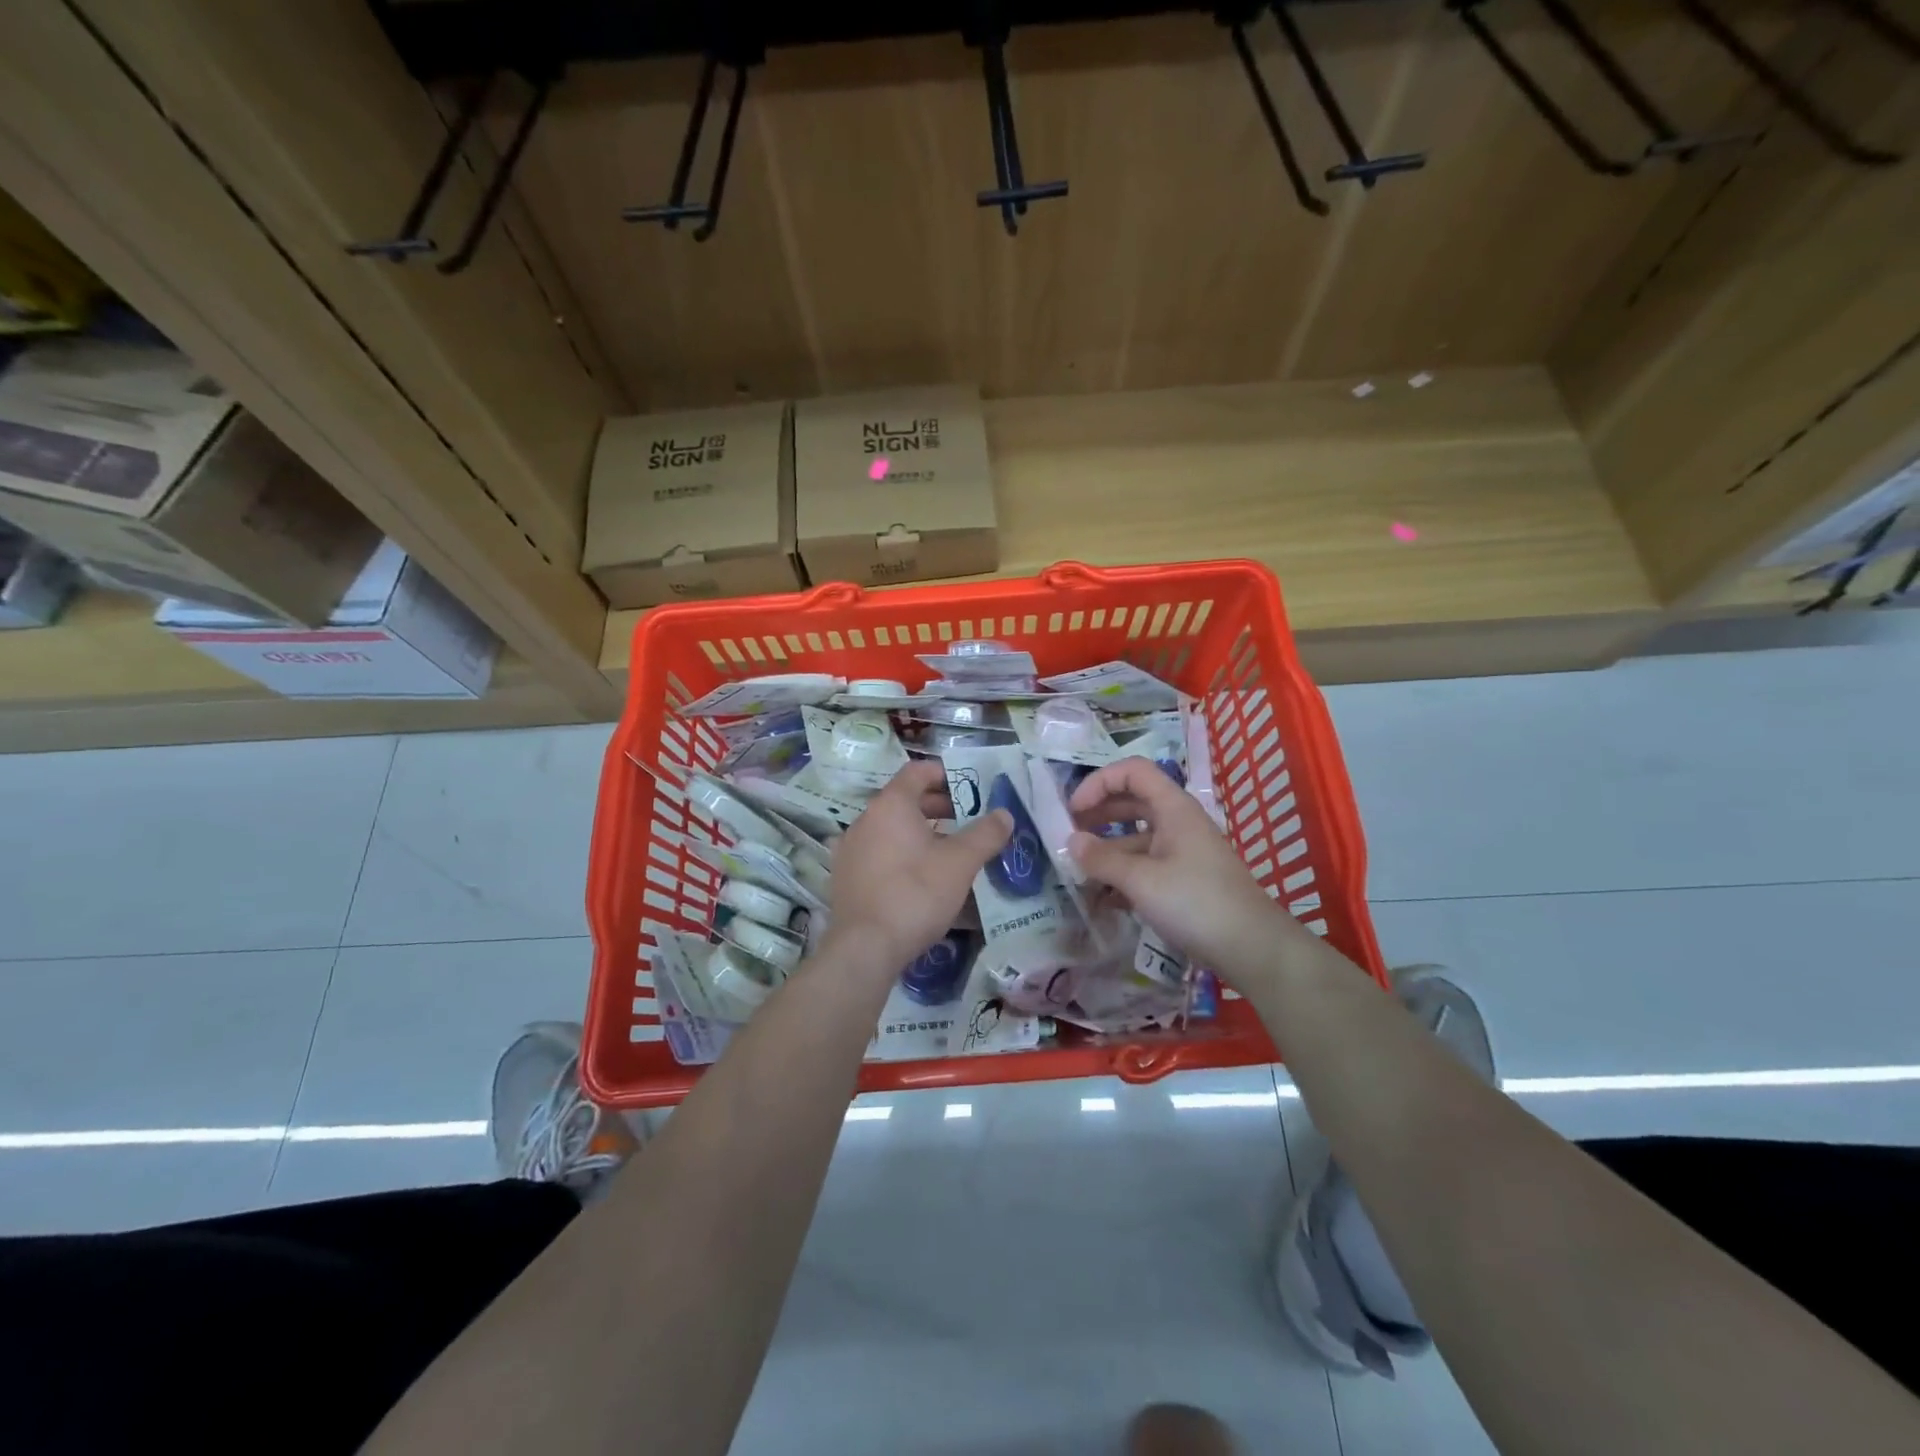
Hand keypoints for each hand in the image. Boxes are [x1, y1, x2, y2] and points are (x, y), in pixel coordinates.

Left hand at [827, 761, 1012, 977]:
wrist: (866, 947)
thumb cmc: (916, 893)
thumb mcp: (960, 863)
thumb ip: (985, 834)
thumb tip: (1004, 814)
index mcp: (890, 805)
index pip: (917, 771)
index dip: (945, 773)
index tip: (970, 787)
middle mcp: (864, 819)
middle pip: (904, 799)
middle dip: (938, 805)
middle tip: (968, 819)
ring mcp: (850, 848)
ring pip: (890, 828)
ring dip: (920, 831)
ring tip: (949, 849)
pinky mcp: (845, 876)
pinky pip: (878, 852)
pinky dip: (900, 853)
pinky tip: (919, 875)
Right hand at [1067, 756, 1295, 978]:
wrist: (1252, 948)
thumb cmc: (1196, 902)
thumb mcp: (1141, 880)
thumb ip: (1102, 859)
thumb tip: (1071, 841)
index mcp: (1173, 808)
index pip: (1132, 771)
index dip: (1099, 782)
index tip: (1073, 810)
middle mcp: (1178, 822)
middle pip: (1132, 802)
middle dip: (1098, 814)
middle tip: (1068, 835)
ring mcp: (1183, 852)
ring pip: (1136, 838)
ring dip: (1107, 851)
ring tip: (1078, 873)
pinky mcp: (1184, 880)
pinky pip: (1146, 866)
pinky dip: (1123, 875)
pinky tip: (1102, 899)